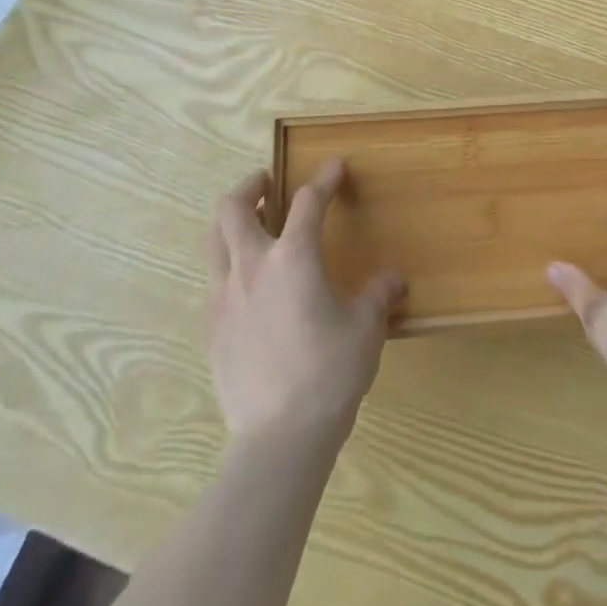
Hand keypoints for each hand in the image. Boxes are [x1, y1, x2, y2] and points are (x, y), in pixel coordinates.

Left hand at [206, 162, 403, 440]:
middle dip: (250, 187)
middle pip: (233, 208)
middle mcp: (253, 267)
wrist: (279, 437)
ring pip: (213, 241)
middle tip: (267, 185)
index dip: (324, 179)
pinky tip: (249, 288)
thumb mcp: (366, 329)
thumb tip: (394, 281)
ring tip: (251, 226)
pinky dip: (229, 268)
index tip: (335, 168)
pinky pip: (214, 282)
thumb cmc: (330, 373)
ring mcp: (225, 298)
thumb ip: (378, 296)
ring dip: (230, 224)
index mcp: (294, 257)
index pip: (308, 201)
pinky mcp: (211, 329)